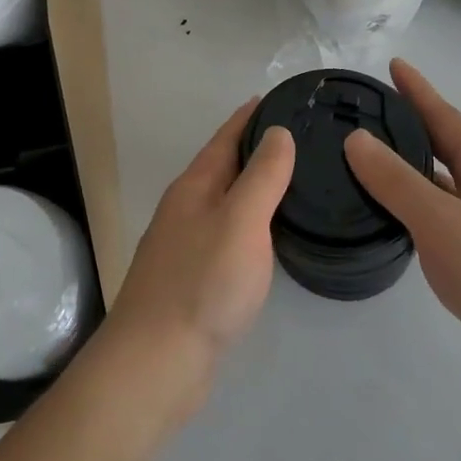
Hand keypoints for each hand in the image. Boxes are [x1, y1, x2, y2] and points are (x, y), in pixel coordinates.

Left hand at [95, 100, 294, 419]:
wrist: (158, 362)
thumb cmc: (203, 283)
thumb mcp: (241, 220)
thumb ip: (261, 176)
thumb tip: (277, 132)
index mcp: (195, 187)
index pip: (226, 138)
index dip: (251, 116)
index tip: (280, 99)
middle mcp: (186, 209)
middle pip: (224, 167)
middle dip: (256, 149)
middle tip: (302, 139)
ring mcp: (187, 245)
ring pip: (226, 203)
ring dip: (254, 188)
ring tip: (294, 181)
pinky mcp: (195, 279)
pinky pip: (228, 235)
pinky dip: (251, 225)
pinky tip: (270, 237)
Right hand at [344, 60, 460, 400]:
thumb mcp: (442, 223)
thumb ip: (397, 182)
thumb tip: (356, 138)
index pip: (444, 118)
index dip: (419, 91)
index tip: (394, 65)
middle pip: (449, 148)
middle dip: (414, 128)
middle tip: (373, 118)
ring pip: (450, 187)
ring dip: (418, 172)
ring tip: (379, 168)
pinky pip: (452, 220)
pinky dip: (426, 211)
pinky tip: (409, 227)